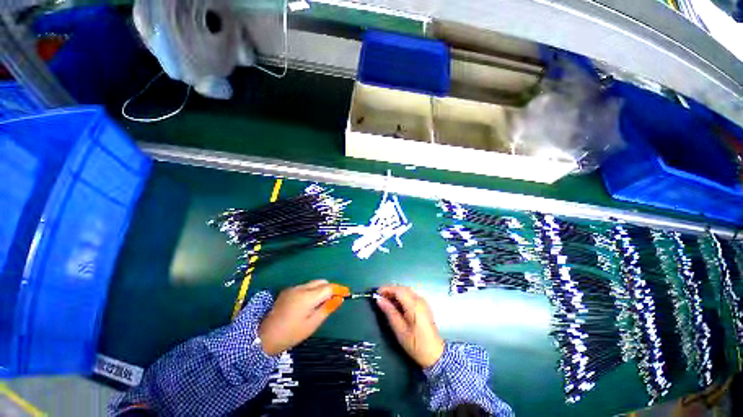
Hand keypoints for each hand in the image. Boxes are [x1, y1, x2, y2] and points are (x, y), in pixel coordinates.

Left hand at [259, 280, 348, 355]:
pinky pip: (304, 287)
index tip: (347, 293)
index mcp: (308, 296)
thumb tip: (339, 299)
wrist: (263, 337)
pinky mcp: (287, 291)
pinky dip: (311, 291)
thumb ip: (327, 309)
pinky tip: (308, 303)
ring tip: (321, 303)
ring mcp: (293, 288)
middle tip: (334, 300)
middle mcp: (301, 288)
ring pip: (313, 283)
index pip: (329, 287)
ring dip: (320, 289)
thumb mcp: (312, 324)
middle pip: (321, 282)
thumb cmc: (290, 334)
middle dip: (330, 288)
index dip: (339, 289)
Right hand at [376, 286, 444, 368]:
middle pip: (403, 289)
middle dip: (391, 290)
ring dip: (396, 293)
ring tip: (386, 300)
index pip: (399, 290)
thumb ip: (390, 312)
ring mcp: (423, 302)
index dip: (387, 289)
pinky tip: (396, 304)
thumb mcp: (400, 330)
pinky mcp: (424, 306)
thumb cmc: (416, 344)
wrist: (435, 354)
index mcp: (414, 305)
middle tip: (380, 297)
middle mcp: (419, 300)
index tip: (377, 293)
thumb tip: (379, 300)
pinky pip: (411, 296)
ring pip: (407, 291)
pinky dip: (402, 296)